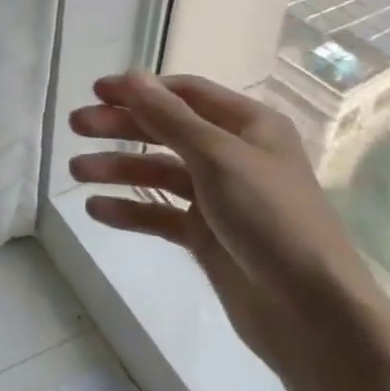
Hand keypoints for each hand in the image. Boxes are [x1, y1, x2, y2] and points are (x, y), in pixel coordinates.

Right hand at [69, 71, 389, 385]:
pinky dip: (130, 211)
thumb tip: (130, 75)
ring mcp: (219, 199)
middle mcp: (233, 155)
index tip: (97, 91)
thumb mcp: (217, 157)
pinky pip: (160, 215)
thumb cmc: (271, 218)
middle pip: (166, 130)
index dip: (141, 89)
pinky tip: (96, 210)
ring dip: (118, 169)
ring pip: (159, 173)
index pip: (185, 93)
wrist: (313, 315)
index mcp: (248, 126)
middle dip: (121, 126)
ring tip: (76, 171)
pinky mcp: (207, 237)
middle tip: (76, 126)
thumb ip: (168, 117)